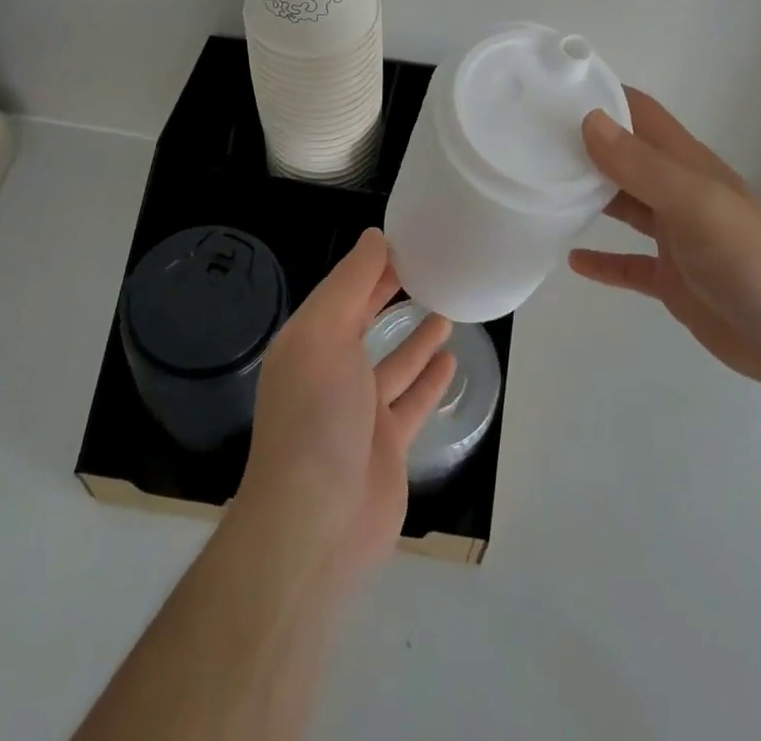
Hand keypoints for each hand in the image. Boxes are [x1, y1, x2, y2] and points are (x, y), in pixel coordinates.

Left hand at [239, 229, 454, 584]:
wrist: (316, 524)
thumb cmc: (317, 415)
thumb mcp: (325, 334)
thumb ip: (350, 283)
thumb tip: (374, 236)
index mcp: (309, 342)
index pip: (343, 290)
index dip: (372, 264)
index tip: (407, 238)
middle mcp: (331, 372)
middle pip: (365, 322)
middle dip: (391, 294)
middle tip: (430, 265)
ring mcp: (360, 411)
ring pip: (394, 361)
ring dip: (417, 335)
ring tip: (446, 306)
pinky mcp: (387, 444)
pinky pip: (413, 400)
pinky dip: (430, 379)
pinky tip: (451, 358)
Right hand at [569, 88, 760, 397]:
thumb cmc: (749, 256)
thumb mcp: (694, 203)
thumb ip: (641, 165)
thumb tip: (588, 120)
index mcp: (683, 163)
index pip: (637, 113)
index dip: (599, 95)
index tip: (549, 90)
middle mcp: (675, 191)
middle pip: (622, 157)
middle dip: (581, 145)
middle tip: (526, 141)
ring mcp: (674, 236)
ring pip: (621, 205)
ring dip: (586, 196)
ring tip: (538, 190)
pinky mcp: (671, 279)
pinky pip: (628, 263)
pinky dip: (602, 261)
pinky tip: (571, 261)